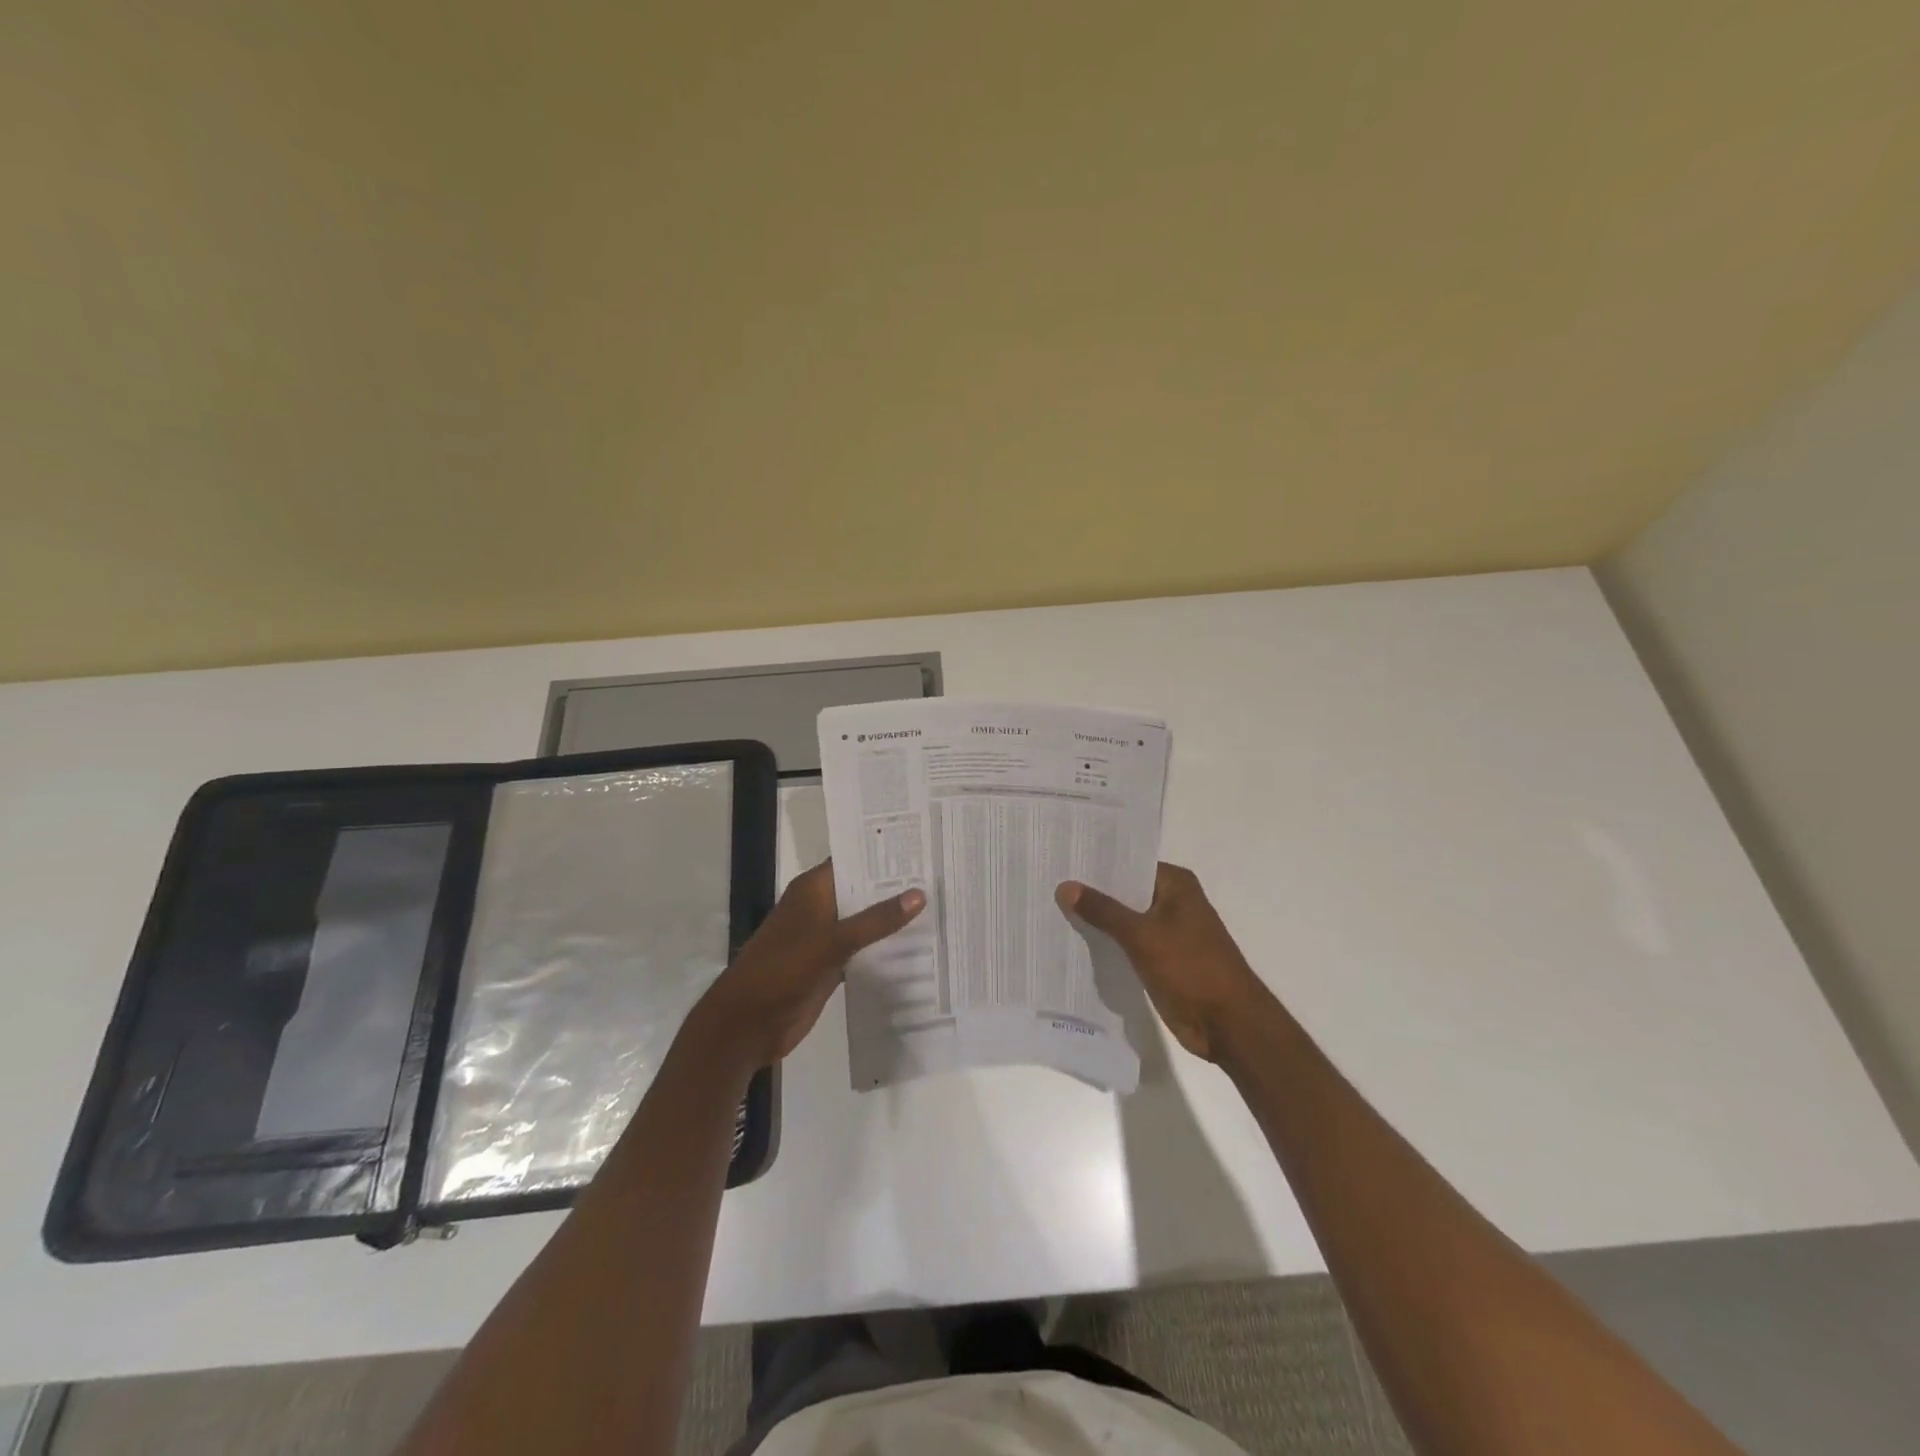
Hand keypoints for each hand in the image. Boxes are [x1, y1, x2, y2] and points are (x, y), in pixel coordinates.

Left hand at [693, 860, 924, 1068]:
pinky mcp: (830, 966)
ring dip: (893, 920)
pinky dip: (885, 949)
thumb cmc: (783, 970)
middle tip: (943, 876)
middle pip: (863, 891)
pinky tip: (918, 947)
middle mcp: (820, 908)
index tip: (924, 846)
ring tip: (941, 907)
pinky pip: (864, 951)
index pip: (854, 860)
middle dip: (897, 887)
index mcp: (813, 890)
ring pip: (865, 922)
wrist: (747, 1025)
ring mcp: (825, 938)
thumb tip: (920, 893)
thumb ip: (876, 920)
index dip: (884, 854)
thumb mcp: (832, 941)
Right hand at [1056, 863, 1267, 1062]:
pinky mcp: (1162, 959)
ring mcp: (1168, 932)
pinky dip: (1107, 943)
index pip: (1128, 864)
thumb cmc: (1191, 968)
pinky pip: (1128, 944)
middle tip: (1047, 884)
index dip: (1096, 864)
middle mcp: (1172, 901)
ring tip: (1050, 910)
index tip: (1060, 860)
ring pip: (1124, 919)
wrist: (1229, 1024)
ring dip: (1097, 920)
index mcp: (1175, 884)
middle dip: (1091, 893)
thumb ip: (1102, 910)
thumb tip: (1065, 886)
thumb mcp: (1141, 935)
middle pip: (1124, 891)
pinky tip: (1074, 943)